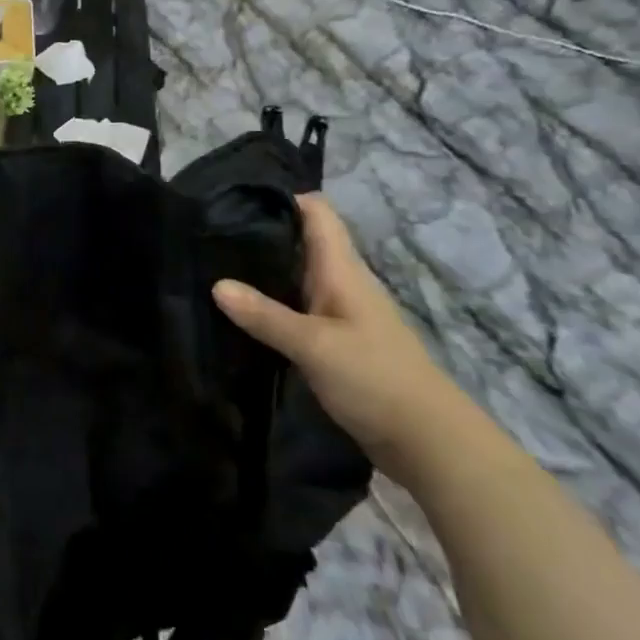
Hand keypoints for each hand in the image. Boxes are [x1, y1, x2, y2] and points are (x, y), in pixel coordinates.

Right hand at [214, 194, 465, 474]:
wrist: (428, 442)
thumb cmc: (375, 378)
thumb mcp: (314, 345)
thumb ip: (265, 315)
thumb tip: (216, 284)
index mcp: (342, 270)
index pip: (316, 212)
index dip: (282, 197)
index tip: (236, 198)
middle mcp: (341, 283)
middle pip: (301, 242)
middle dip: (261, 233)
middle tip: (210, 232)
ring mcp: (340, 314)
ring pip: (296, 276)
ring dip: (263, 271)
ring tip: (215, 266)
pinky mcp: (335, 342)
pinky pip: (297, 309)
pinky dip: (271, 304)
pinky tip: (242, 313)